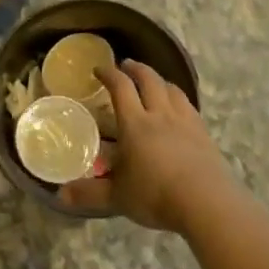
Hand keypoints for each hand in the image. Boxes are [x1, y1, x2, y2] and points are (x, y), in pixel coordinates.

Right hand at [62, 61, 235, 231]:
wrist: (207, 203)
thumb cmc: (156, 195)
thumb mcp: (117, 197)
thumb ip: (90, 193)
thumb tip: (61, 195)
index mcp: (135, 123)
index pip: (120, 87)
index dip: (108, 74)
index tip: (99, 69)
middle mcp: (160, 114)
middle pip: (149, 79)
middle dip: (136, 69)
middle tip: (126, 66)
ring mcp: (185, 121)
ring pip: (172, 89)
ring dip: (159, 80)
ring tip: (153, 82)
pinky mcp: (204, 133)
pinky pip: (189, 106)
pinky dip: (178, 99)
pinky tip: (178, 108)